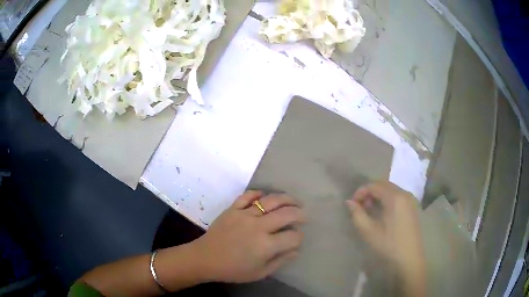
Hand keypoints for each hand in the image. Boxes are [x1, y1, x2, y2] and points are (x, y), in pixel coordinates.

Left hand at [195, 191, 305, 282]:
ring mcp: (245, 214)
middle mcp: (258, 226)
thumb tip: (296, 250)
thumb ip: (280, 261)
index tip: (298, 237)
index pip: (292, 236)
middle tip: (303, 214)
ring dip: (286, 199)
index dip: (299, 237)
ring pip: (270, 201)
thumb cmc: (233, 270)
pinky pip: (248, 196)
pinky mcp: (233, 208)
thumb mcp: (260, 273)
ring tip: (293, 201)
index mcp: (266, 245)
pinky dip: (258, 193)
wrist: (206, 259)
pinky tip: (265, 195)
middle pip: (286, 214)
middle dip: (299, 213)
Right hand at [346, 181, 423, 271]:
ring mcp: (410, 199)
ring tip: (370, 211)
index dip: (360, 192)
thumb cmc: (389, 245)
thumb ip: (357, 214)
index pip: (374, 185)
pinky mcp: (412, 207)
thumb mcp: (369, 231)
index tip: (353, 204)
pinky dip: (386, 199)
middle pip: (383, 184)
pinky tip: (382, 213)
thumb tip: (349, 202)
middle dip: (369, 192)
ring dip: (378, 195)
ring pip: (390, 189)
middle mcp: (404, 193)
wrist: (409, 258)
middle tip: (360, 207)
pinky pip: (397, 196)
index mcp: (395, 197)